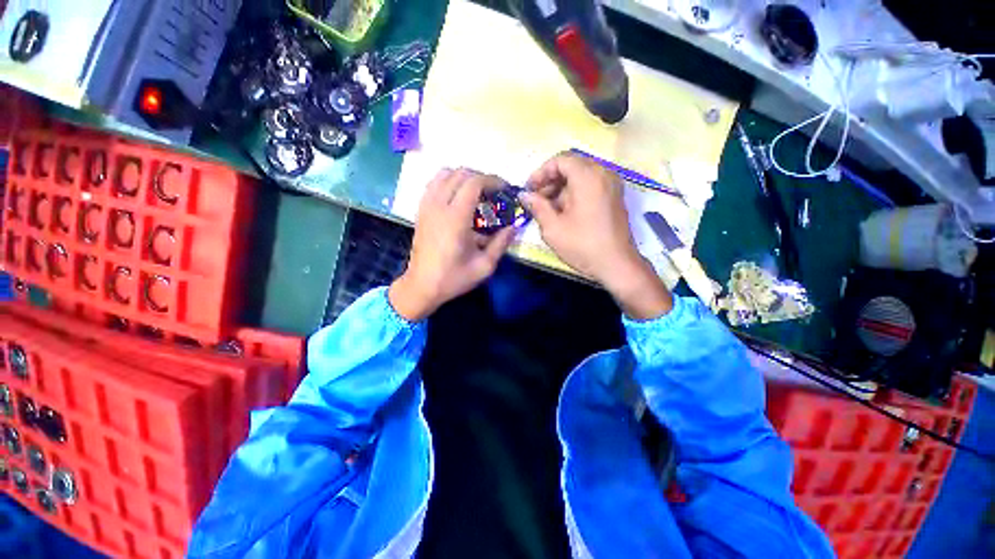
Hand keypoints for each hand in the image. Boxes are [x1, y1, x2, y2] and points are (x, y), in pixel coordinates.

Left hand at [389, 169, 514, 320]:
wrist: (422, 286)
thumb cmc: (453, 278)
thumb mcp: (484, 266)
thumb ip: (501, 243)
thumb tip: (514, 226)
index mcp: (455, 219)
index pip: (474, 183)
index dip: (492, 180)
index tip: (504, 188)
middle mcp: (439, 206)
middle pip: (460, 174)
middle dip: (480, 177)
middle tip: (493, 192)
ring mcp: (426, 206)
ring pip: (444, 174)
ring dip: (463, 177)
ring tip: (476, 191)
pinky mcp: (420, 211)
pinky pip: (433, 184)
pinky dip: (448, 181)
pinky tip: (457, 196)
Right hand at [522, 152, 671, 319]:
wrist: (617, 265)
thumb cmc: (583, 246)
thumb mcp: (553, 228)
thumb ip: (537, 206)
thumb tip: (524, 195)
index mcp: (588, 177)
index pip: (560, 160)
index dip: (541, 172)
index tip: (529, 190)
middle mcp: (603, 173)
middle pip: (571, 166)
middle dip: (550, 181)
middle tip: (536, 200)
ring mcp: (611, 185)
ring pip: (580, 176)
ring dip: (561, 188)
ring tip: (547, 209)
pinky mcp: (614, 196)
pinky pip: (590, 185)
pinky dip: (574, 193)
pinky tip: (564, 212)